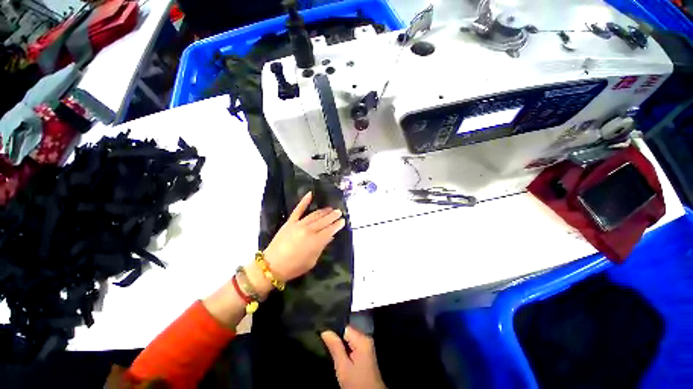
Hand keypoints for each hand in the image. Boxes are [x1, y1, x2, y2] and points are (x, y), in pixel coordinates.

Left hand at [263, 191, 345, 281]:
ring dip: (323, 211)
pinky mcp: (289, 222)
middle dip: (332, 216)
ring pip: (314, 215)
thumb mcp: (312, 261)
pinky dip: (304, 201)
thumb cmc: (294, 267)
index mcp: (316, 241)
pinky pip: (298, 210)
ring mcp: (298, 225)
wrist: (273, 265)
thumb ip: (320, 248)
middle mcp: (309, 230)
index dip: (337, 225)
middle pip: (323, 221)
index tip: (343, 221)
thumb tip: (328, 238)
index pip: (330, 230)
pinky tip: (310, 194)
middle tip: (339, 212)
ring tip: (330, 208)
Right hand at [322, 326, 385, 388]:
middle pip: (346, 332)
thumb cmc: (356, 380)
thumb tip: (325, 331)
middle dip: (333, 336)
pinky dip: (341, 348)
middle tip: (319, 339)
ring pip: (347, 339)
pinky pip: (350, 346)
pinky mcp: (363, 355)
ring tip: (323, 345)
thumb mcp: (342, 365)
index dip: (331, 329)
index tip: (318, 331)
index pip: (344, 327)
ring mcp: (366, 348)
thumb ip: (335, 347)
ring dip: (336, 343)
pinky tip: (333, 351)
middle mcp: (366, 341)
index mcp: (363, 340)